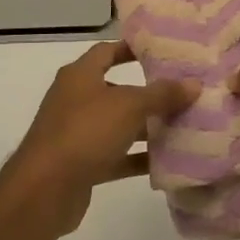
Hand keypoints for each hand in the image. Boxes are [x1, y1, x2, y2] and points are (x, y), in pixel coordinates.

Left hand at [7, 40, 198, 236]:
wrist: (44, 190)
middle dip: (148, 93)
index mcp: (80, 75)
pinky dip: (137, 157)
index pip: (107, 51)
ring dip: (146, 127)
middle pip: (117, 89)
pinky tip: (167, 162)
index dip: (133, 48)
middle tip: (183, 92)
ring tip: (183, 126)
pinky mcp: (82, 164)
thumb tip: (194, 83)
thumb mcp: (129, 106)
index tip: (163, 51)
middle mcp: (76, 100)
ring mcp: (77, 133)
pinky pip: (116, 155)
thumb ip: (162, 94)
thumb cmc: (85, 132)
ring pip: (118, 125)